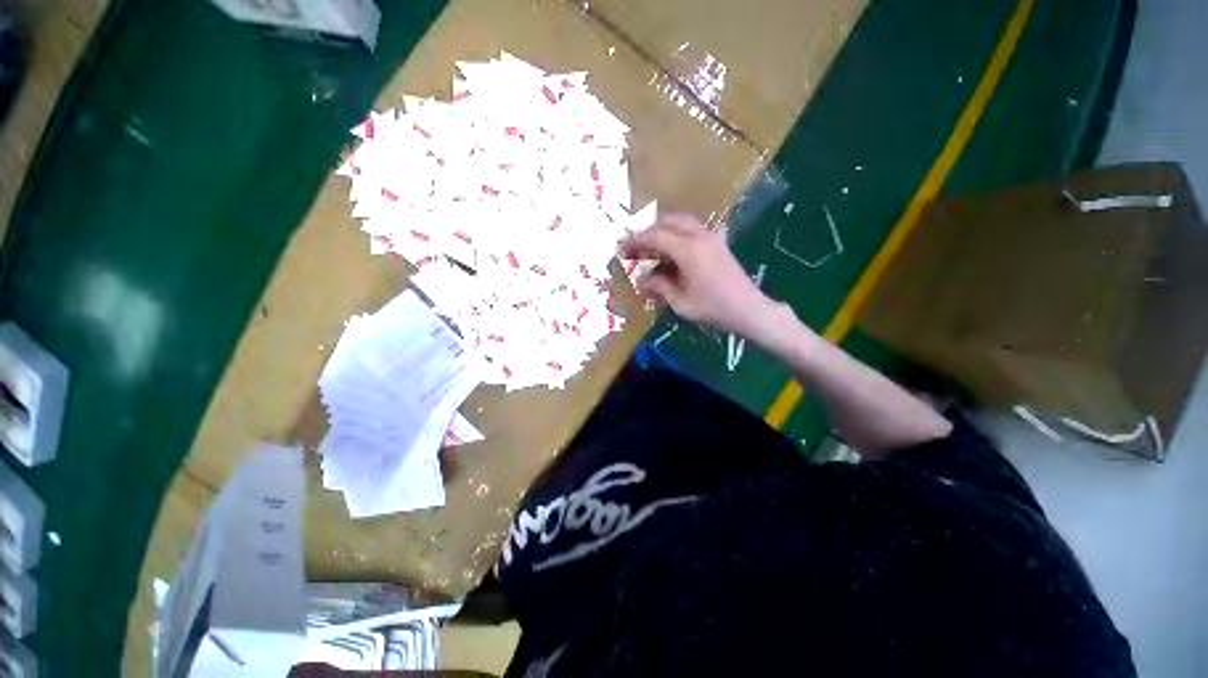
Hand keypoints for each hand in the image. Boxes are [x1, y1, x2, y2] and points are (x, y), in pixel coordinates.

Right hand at [620, 213, 780, 337]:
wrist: (749, 310)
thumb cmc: (713, 309)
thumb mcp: (680, 303)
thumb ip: (659, 287)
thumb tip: (641, 280)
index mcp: (688, 250)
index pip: (655, 236)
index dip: (635, 241)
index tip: (621, 249)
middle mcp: (699, 236)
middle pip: (668, 221)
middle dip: (648, 231)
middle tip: (635, 246)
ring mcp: (711, 237)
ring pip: (681, 221)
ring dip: (663, 229)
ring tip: (650, 246)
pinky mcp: (718, 242)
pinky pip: (692, 229)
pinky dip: (677, 233)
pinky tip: (671, 250)